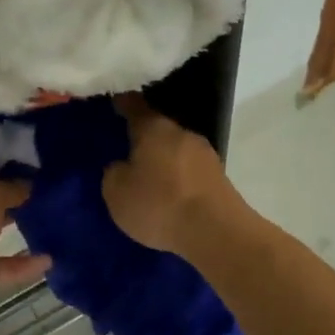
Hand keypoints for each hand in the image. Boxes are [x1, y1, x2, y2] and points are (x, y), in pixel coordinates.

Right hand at [102, 94, 237, 256]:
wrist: (216, 232)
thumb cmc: (159, 204)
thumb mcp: (117, 192)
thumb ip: (114, 173)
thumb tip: (122, 166)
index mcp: (154, 128)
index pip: (135, 106)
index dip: (123, 103)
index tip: (115, 101)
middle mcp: (182, 133)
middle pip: (159, 129)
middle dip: (144, 138)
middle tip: (128, 150)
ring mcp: (206, 155)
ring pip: (176, 150)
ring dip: (164, 160)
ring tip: (149, 178)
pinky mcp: (220, 179)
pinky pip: (190, 171)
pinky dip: (179, 178)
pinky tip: (171, 195)